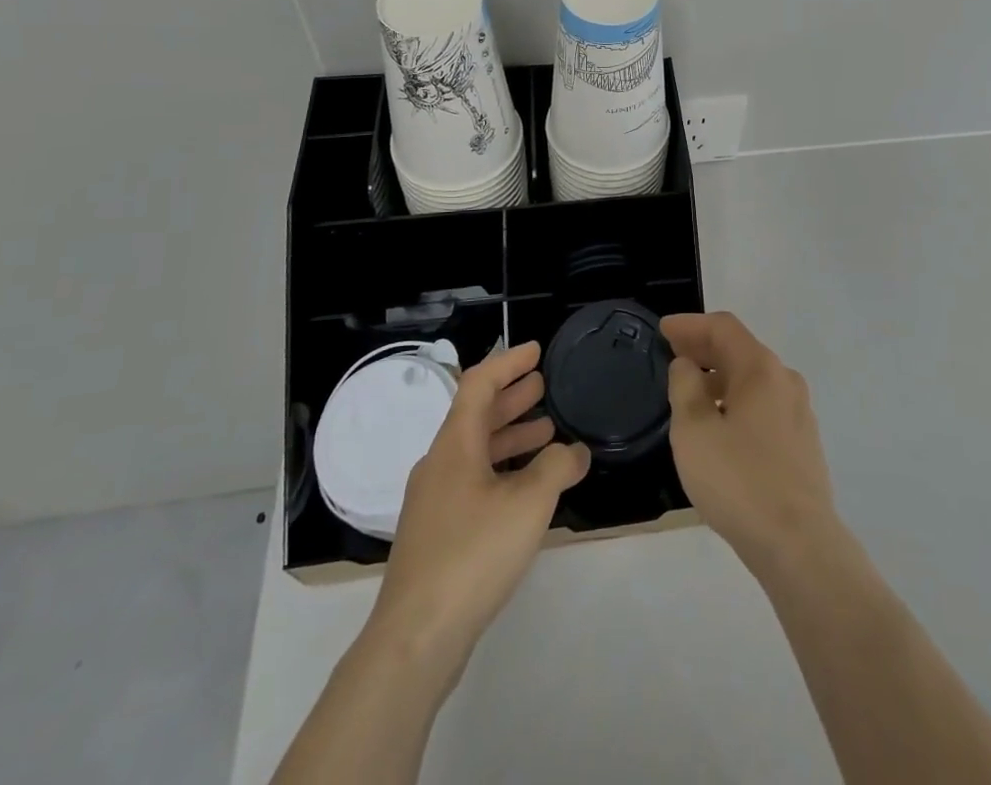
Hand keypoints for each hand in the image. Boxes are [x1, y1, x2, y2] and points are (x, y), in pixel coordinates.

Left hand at [371, 341, 589, 674]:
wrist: (416, 638)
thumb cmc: (473, 553)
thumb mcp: (529, 502)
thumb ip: (557, 466)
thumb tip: (575, 451)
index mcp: (455, 444)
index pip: (479, 383)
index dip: (508, 362)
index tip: (536, 351)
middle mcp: (440, 464)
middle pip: (476, 415)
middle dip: (512, 397)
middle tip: (545, 386)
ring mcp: (435, 501)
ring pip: (476, 451)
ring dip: (510, 435)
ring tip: (547, 431)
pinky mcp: (438, 534)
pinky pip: (474, 481)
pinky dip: (503, 469)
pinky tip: (527, 488)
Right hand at [662, 312, 842, 578]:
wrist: (798, 543)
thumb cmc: (738, 480)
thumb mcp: (694, 431)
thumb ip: (685, 388)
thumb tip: (687, 365)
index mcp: (760, 369)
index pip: (723, 327)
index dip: (690, 324)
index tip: (662, 329)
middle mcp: (785, 380)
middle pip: (740, 350)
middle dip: (704, 349)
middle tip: (671, 355)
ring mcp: (799, 412)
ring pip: (752, 380)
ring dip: (719, 377)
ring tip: (689, 392)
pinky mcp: (802, 442)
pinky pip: (763, 405)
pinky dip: (736, 401)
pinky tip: (719, 425)